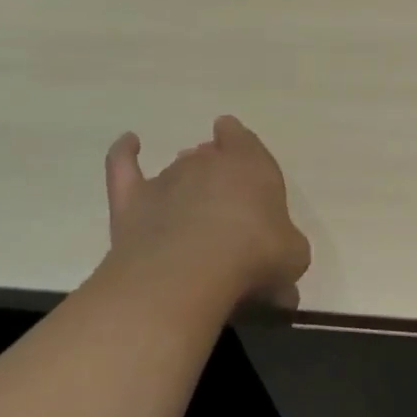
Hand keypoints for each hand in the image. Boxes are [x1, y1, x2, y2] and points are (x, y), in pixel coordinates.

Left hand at [102, 115, 310, 315]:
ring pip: (175, 168)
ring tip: (189, 208)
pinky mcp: (132, 200)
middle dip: (214, 170)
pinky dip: (124, 152)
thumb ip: (287, 251)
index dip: (241, 144)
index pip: (243, 139)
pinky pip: (124, 165)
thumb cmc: (254, 256)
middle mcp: (207, 162)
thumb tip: (280, 277)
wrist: (189, 273)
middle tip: (221, 201)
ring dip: (183, 180)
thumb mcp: (293, 257)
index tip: (241, 154)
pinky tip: (129, 143)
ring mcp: (167, 179)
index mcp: (252, 165)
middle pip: (209, 155)